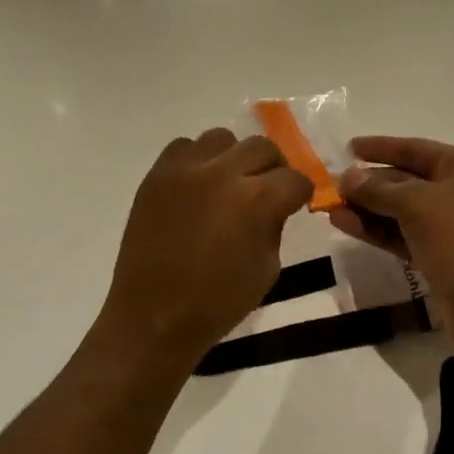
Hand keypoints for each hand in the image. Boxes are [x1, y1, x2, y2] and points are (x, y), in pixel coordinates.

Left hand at [94, 130, 312, 374]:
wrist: (153, 315)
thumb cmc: (217, 302)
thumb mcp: (267, 269)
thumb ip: (275, 225)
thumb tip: (274, 203)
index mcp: (256, 200)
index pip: (294, 178)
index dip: (300, 192)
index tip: (296, 201)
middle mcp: (222, 172)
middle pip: (262, 147)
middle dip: (273, 167)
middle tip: (267, 188)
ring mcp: (185, 169)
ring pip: (222, 138)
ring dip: (234, 157)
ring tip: (228, 182)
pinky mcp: (157, 173)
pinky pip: (184, 147)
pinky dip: (197, 160)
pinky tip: (197, 185)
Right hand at [333, 137, 453, 340]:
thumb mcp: (414, 202)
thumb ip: (377, 189)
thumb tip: (347, 178)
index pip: (416, 149)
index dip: (381, 147)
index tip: (349, 148)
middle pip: (408, 180)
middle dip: (370, 183)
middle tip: (335, 185)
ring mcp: (452, 228)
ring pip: (402, 211)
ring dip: (368, 209)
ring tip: (332, 208)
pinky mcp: (440, 257)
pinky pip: (403, 236)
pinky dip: (377, 230)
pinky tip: (345, 225)